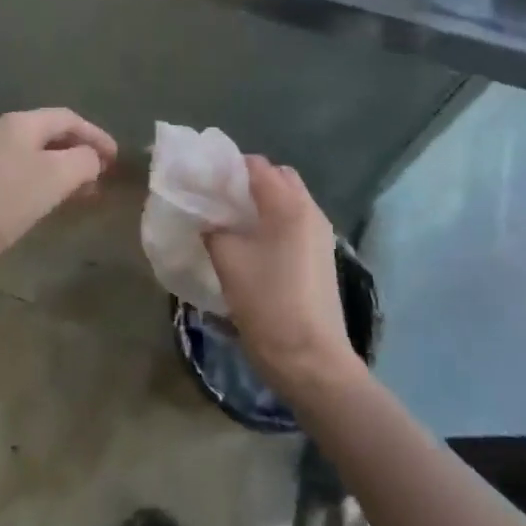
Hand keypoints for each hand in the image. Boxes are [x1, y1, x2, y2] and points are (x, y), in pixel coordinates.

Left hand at [0, 109, 116, 279]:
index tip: (117, 160)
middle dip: (82, 154)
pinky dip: (46, 184)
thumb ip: (84, 161)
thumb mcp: (55, 176)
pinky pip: (24, 174)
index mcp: (24, 123)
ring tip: (84, 195)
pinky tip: (51, 205)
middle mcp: (6, 133)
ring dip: (65, 171)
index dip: (97, 135)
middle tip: (103, 178)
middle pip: (53, 135)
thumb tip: (92, 158)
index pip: (69, 118)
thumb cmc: (4, 200)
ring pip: (39, 157)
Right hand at [205, 157, 357, 397]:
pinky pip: (295, 222)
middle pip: (278, 177)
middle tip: (219, 199)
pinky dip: (274, 221)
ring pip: (289, 200)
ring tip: (232, 222)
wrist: (311, 360)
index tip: (203, 181)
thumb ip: (214, 230)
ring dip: (262, 202)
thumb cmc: (268, 304)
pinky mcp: (322, 256)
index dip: (228, 167)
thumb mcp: (229, 262)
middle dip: (248, 181)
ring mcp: (320, 234)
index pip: (256, 165)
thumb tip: (207, 219)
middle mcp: (310, 210)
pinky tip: (252, 244)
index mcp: (288, 205)